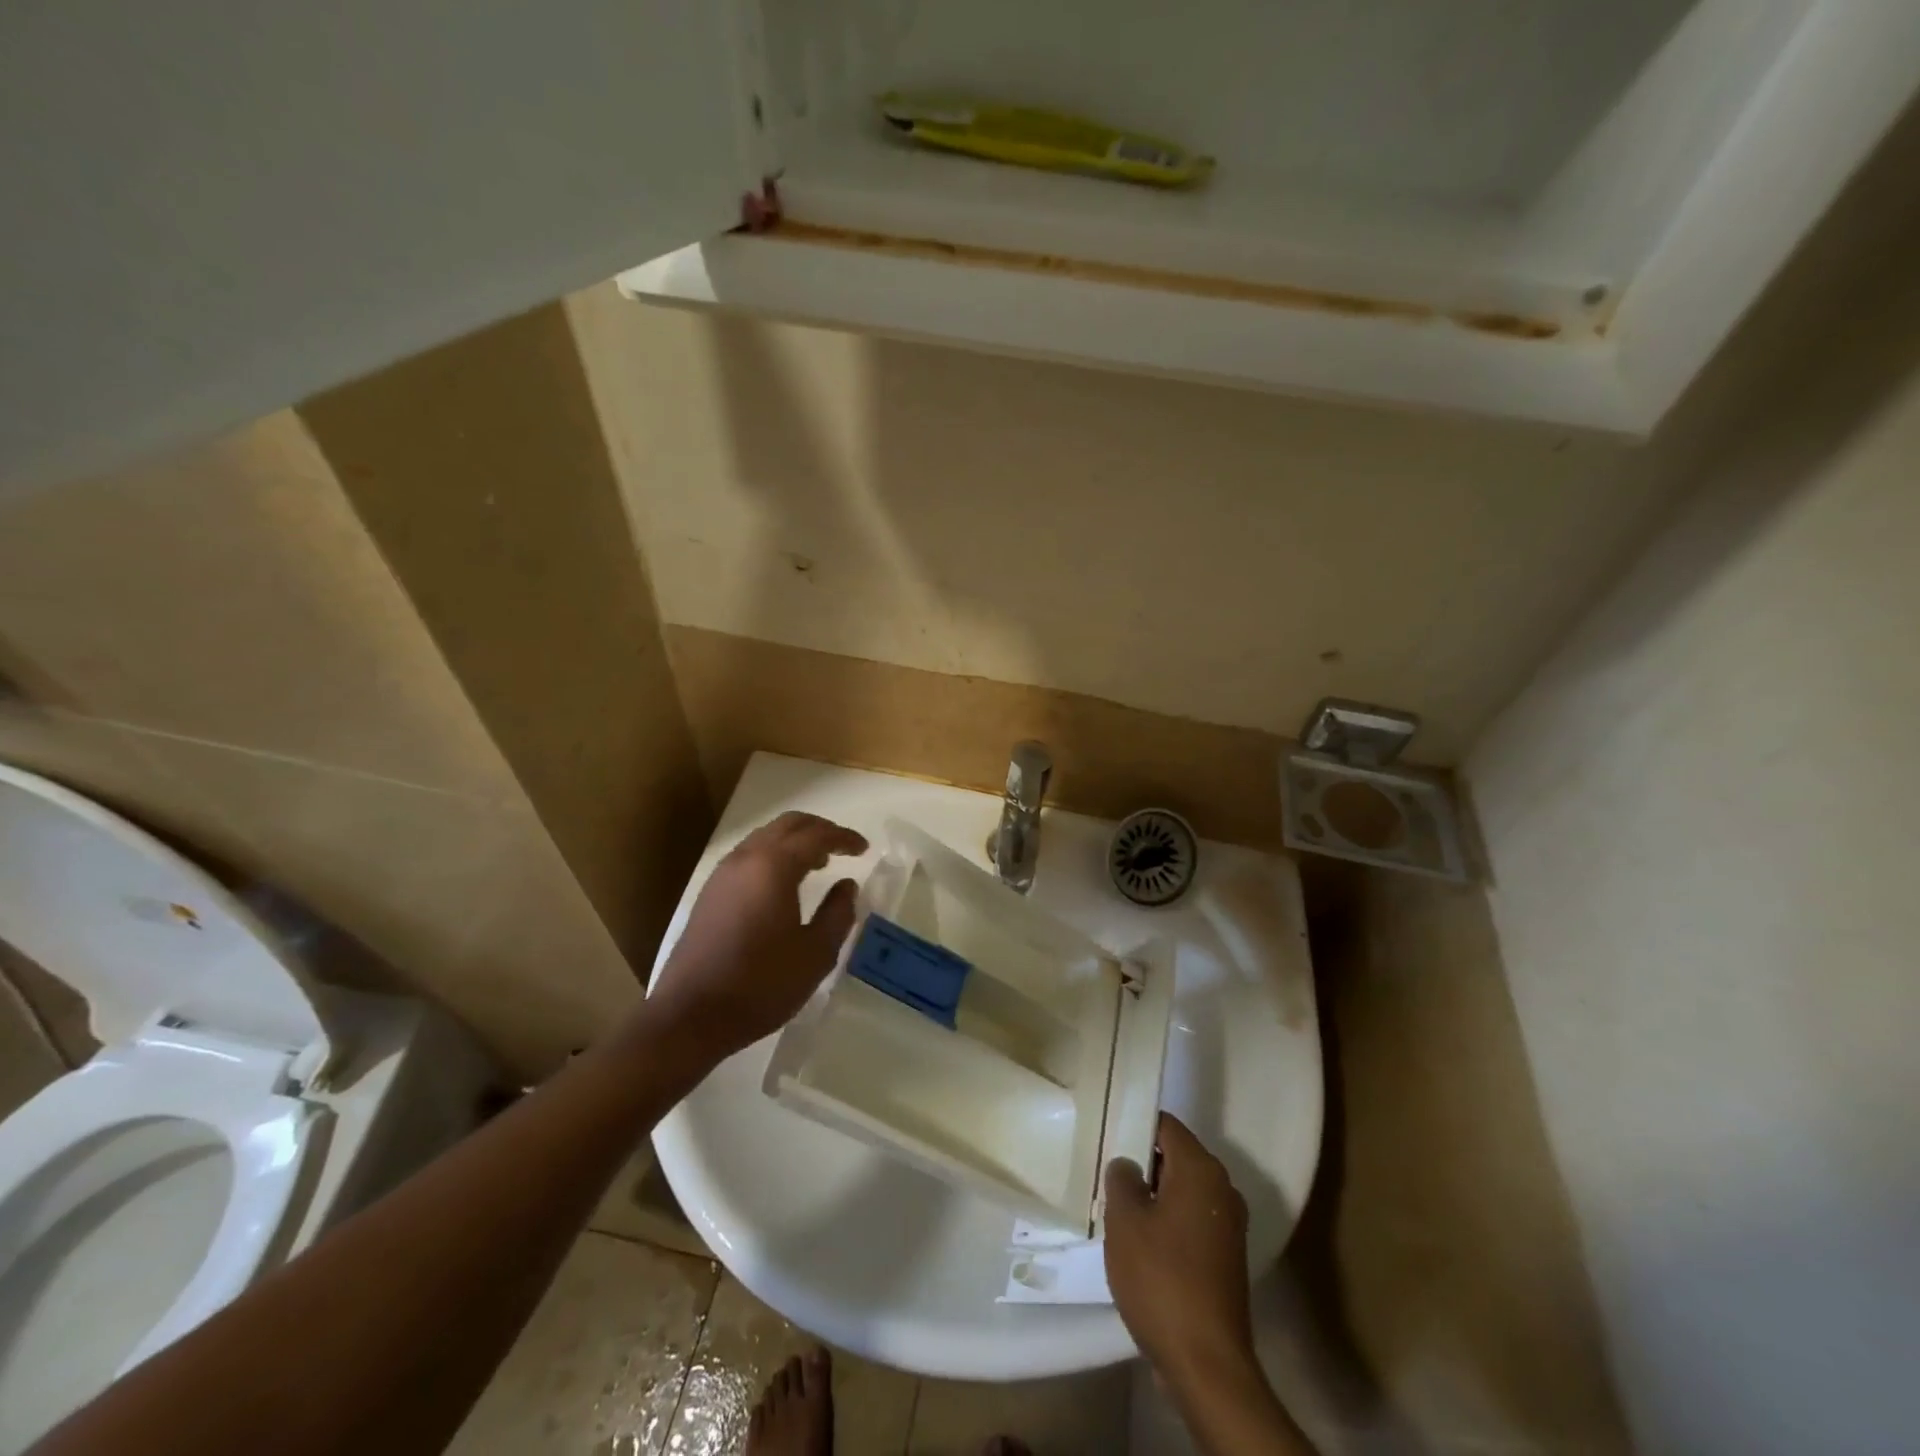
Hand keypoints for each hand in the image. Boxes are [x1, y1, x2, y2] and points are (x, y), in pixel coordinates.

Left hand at [649, 811, 867, 1058]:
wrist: (690, 1016)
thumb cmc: (761, 985)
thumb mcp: (815, 954)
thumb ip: (837, 913)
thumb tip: (847, 886)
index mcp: (774, 867)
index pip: (817, 836)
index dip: (844, 838)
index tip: (863, 848)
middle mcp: (746, 859)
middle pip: (788, 825)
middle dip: (819, 829)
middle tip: (843, 847)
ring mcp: (722, 874)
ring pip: (765, 837)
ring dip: (794, 841)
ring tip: (818, 864)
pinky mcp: (709, 893)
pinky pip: (749, 856)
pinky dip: (773, 855)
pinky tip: (783, 884)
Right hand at [1104, 1113, 1255, 1389]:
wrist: (1207, 1364)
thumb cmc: (1161, 1279)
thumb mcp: (1125, 1221)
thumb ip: (1122, 1179)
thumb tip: (1128, 1165)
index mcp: (1201, 1170)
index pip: (1165, 1125)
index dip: (1135, 1123)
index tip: (1107, 1131)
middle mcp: (1222, 1189)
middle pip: (1176, 1157)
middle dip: (1142, 1163)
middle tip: (1106, 1173)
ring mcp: (1229, 1226)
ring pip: (1183, 1191)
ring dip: (1153, 1196)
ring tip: (1117, 1209)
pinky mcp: (1226, 1258)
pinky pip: (1191, 1221)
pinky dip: (1168, 1223)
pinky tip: (1140, 1243)